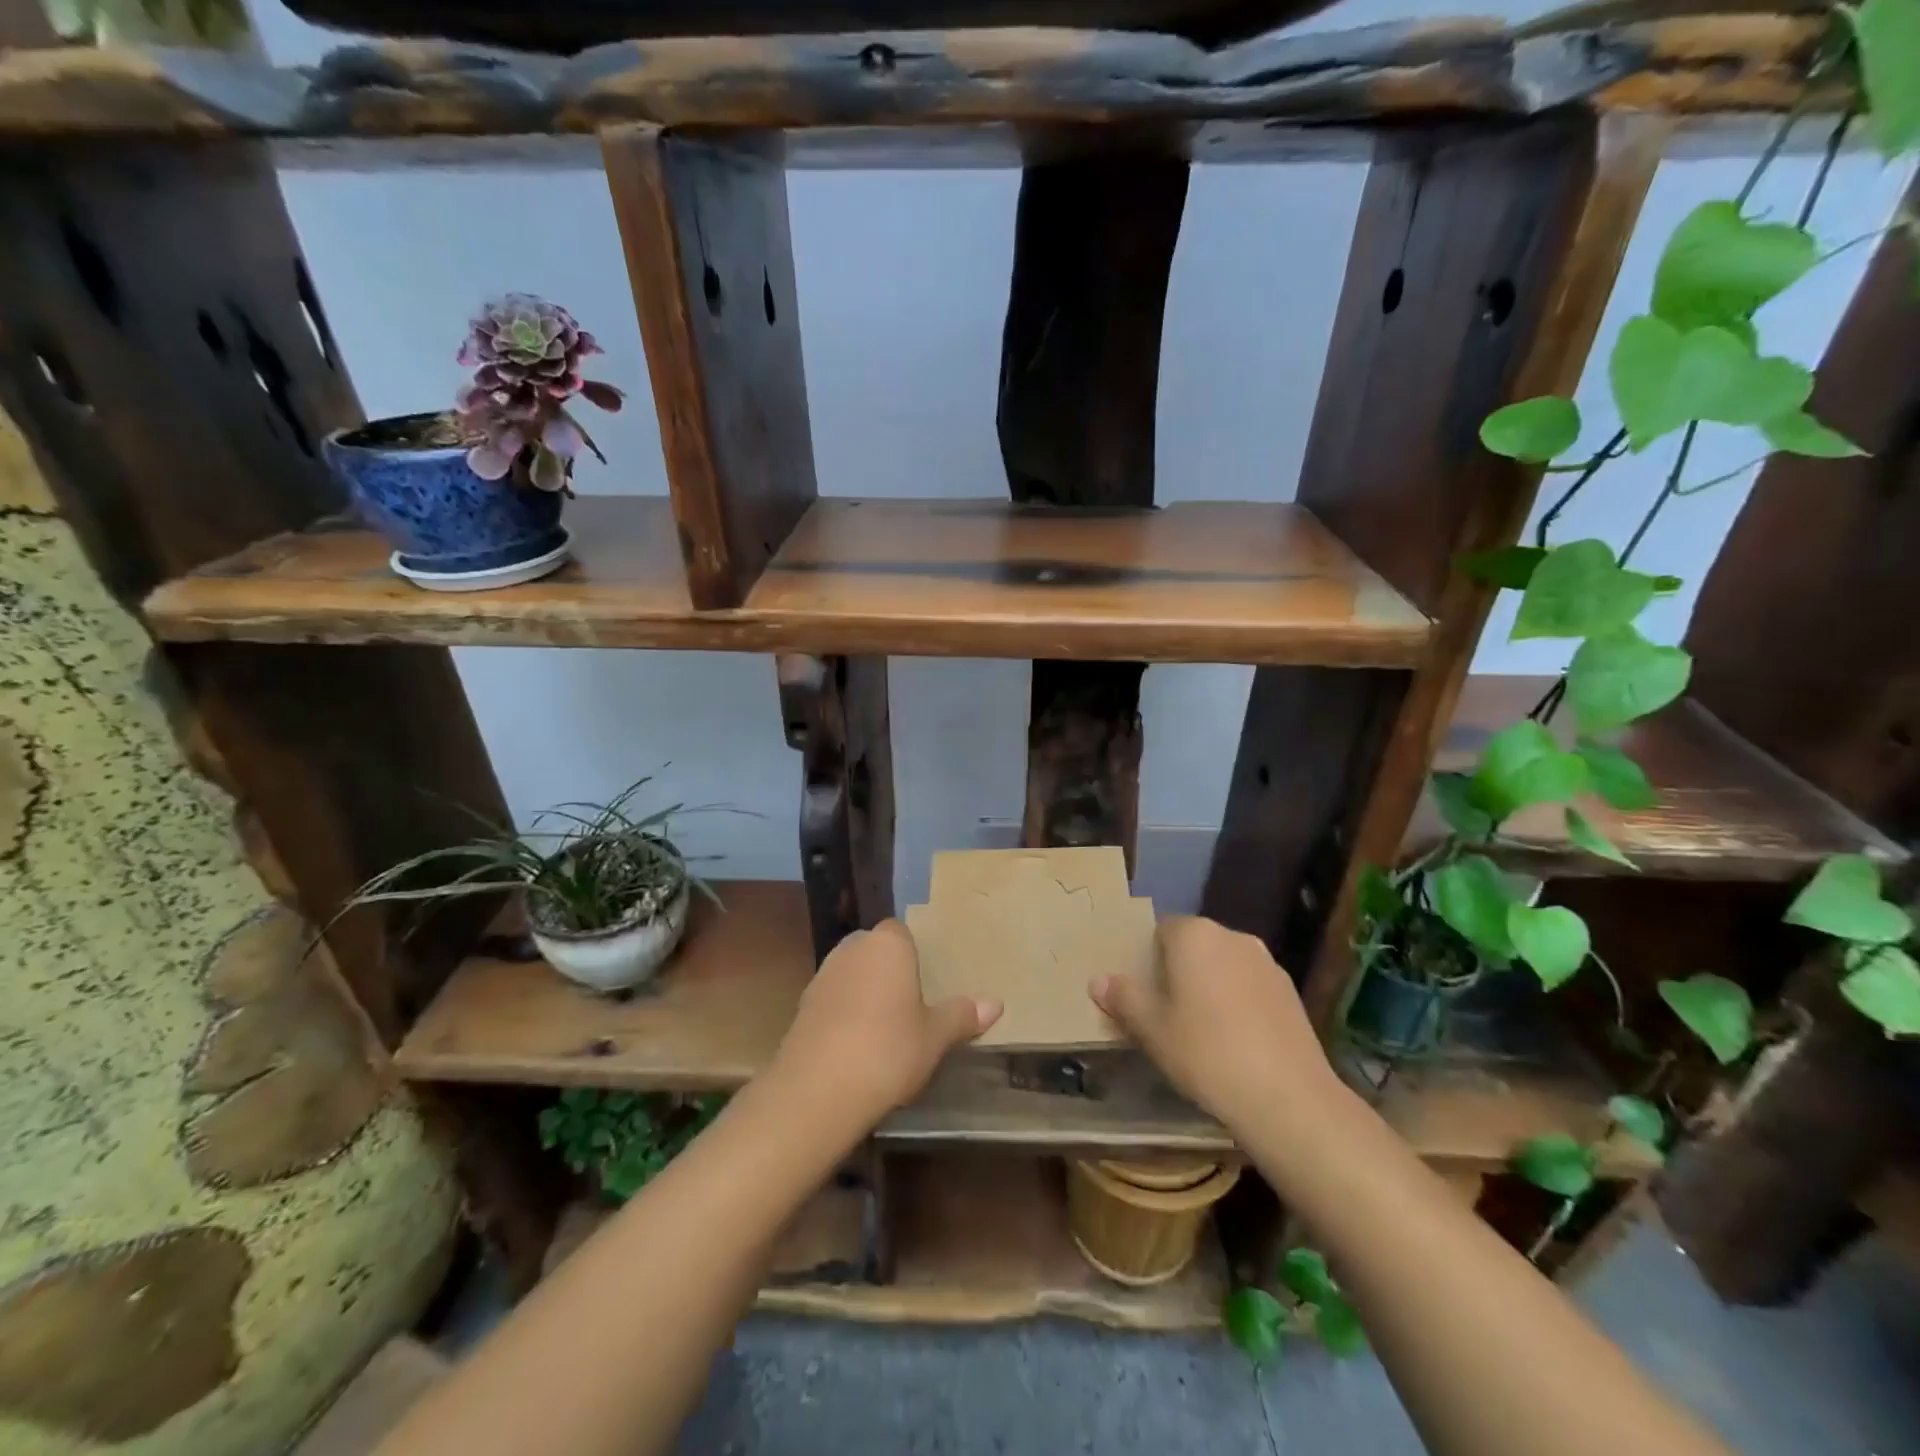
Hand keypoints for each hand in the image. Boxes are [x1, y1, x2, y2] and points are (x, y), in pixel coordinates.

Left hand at [768, 919, 1001, 1132]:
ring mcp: (822, 976)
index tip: (924, 982)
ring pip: (850, 975)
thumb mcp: (935, 1037)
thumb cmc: (888, 1050)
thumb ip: (962, 1016)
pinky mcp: (801, 1007)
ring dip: (862, 993)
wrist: (818, 1089)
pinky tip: (855, 1047)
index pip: (900, 932)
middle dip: (886, 971)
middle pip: (873, 951)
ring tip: (883, 1029)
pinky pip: (831, 1001)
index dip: (912, 955)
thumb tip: (996, 1003)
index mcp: (888, 944)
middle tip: (908, 1006)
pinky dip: (842, 1016)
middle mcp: (852, 949)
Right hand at [1090, 915, 1340, 1135]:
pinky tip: (1234, 1041)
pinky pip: (1249, 986)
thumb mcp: (1152, 1029)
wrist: (1287, 1098)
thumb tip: (1098, 980)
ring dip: (1209, 986)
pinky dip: (1237, 1002)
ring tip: (1199, 1030)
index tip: (1140, 992)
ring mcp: (1266, 963)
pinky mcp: (1290, 992)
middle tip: (1164, 1012)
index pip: (1160, 930)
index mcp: (1195, 935)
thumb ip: (1124, 998)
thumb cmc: (1206, 1053)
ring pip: (1224, 966)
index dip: (1146, 959)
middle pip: (1194, 945)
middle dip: (1177, 971)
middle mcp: (1232, 937)